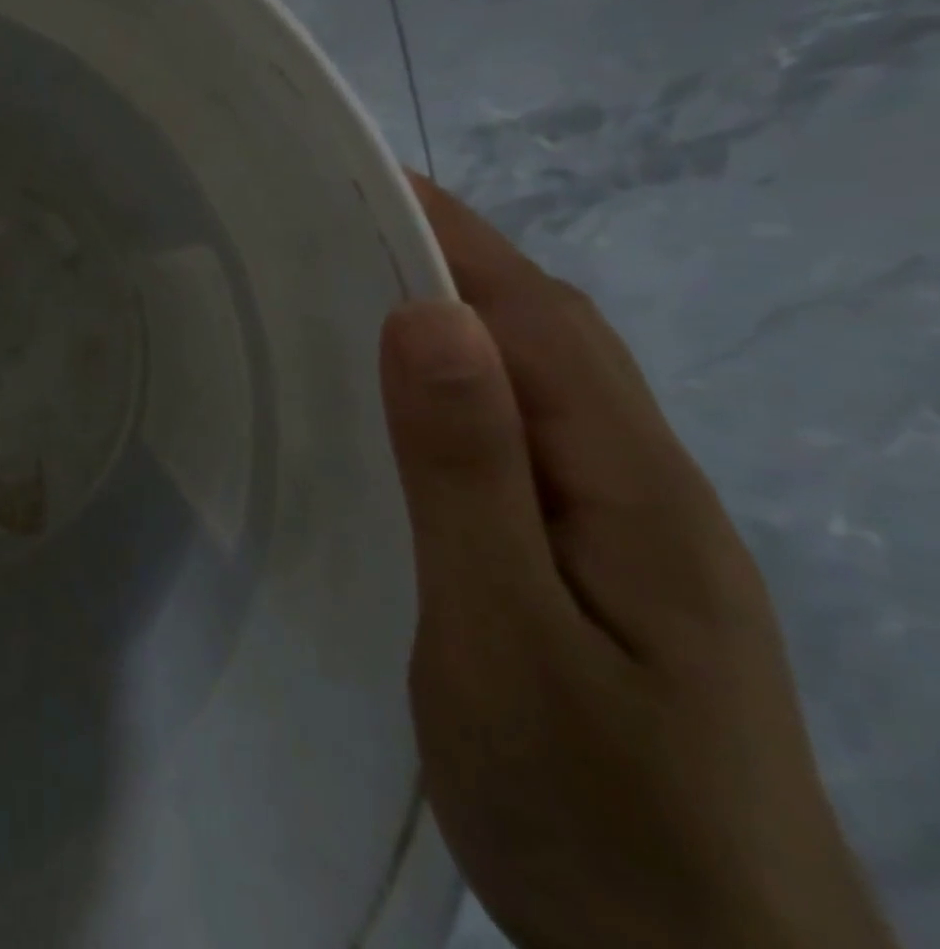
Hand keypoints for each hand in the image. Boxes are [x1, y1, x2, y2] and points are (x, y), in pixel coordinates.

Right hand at [382, 175, 896, 948]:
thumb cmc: (594, 809)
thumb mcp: (505, 635)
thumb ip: (467, 474)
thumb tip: (427, 320)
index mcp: (629, 484)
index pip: (538, 316)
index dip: (456, 238)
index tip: (370, 184)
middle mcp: (646, 486)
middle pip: (554, 335)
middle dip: (457, 261)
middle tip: (347, 233)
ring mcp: (637, 531)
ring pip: (548, 383)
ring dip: (468, 319)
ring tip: (366, 297)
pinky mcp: (610, 569)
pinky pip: (536, 437)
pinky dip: (476, 387)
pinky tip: (423, 411)